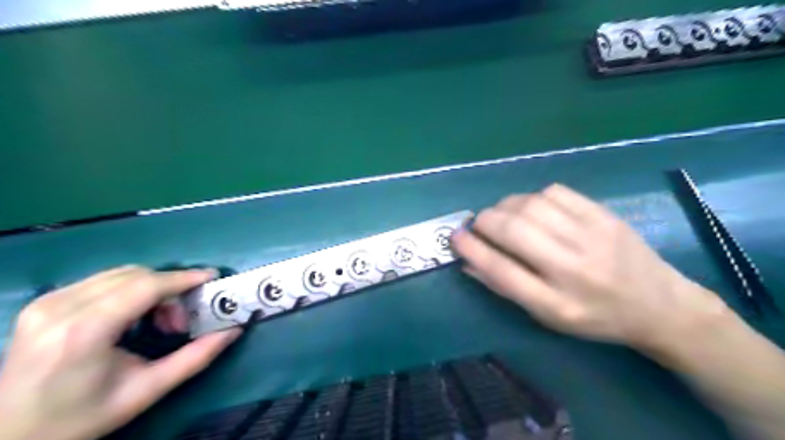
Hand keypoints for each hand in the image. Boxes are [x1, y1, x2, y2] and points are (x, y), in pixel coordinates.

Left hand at [0, 266, 242, 439]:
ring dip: (152, 289)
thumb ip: (195, 358)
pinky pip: (104, 281)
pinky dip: (131, 291)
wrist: (6, 435)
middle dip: (170, 289)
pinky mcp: (44, 301)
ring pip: (122, 274)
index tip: (212, 277)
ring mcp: (48, 301)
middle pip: (137, 275)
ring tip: (158, 321)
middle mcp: (61, 307)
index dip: (184, 278)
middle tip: (181, 320)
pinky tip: (133, 317)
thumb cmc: (80, 418)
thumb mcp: (146, 391)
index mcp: (84, 332)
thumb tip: (233, 330)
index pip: (145, 286)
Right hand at [454, 184, 728, 348]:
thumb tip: (468, 260)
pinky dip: (534, 197)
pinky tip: (535, 208)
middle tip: (479, 223)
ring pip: (531, 205)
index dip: (472, 249)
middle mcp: (573, 269)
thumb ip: (506, 287)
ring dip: (506, 206)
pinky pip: (556, 192)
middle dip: (485, 221)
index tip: (455, 236)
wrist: (659, 305)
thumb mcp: (547, 315)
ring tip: (504, 215)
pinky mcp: (604, 215)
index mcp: (556, 303)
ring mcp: (592, 236)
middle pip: (514, 230)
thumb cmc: (594, 316)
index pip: (501, 271)